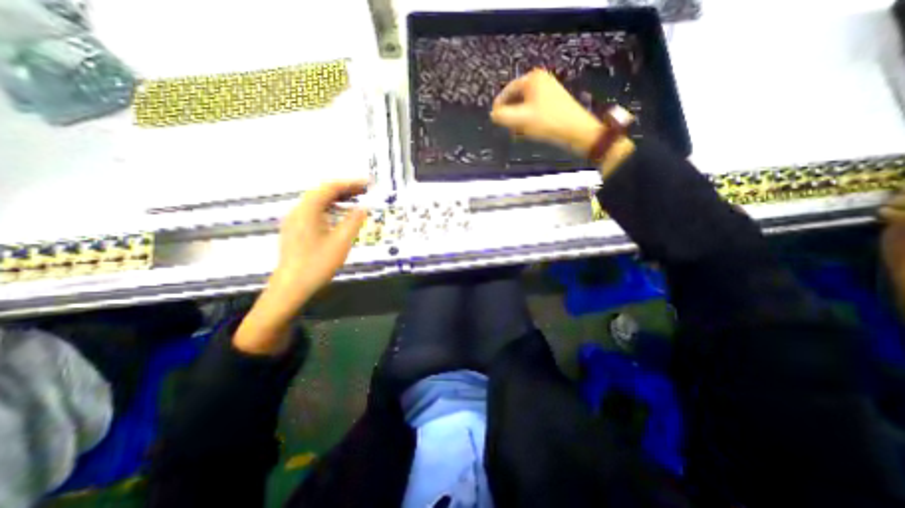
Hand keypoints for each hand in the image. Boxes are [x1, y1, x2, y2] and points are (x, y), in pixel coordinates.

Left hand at [268, 178, 366, 305]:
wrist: (291, 286)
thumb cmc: (317, 264)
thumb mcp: (341, 242)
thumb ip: (354, 221)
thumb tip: (364, 207)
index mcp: (308, 210)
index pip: (330, 187)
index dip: (351, 183)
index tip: (369, 183)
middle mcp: (298, 210)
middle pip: (322, 191)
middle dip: (345, 189)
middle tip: (366, 190)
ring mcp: (295, 220)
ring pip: (318, 201)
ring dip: (338, 198)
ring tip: (356, 199)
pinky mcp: (295, 229)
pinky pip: (314, 210)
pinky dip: (330, 207)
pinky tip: (340, 214)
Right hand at [492, 69, 603, 155]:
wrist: (575, 129)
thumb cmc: (547, 122)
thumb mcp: (521, 119)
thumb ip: (503, 116)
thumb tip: (493, 114)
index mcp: (532, 79)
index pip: (508, 90)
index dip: (499, 104)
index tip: (494, 117)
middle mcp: (541, 80)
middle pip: (517, 97)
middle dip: (510, 112)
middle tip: (507, 126)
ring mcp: (549, 89)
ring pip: (525, 104)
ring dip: (519, 117)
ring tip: (518, 130)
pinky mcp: (554, 100)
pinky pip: (534, 108)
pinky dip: (528, 118)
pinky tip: (529, 129)